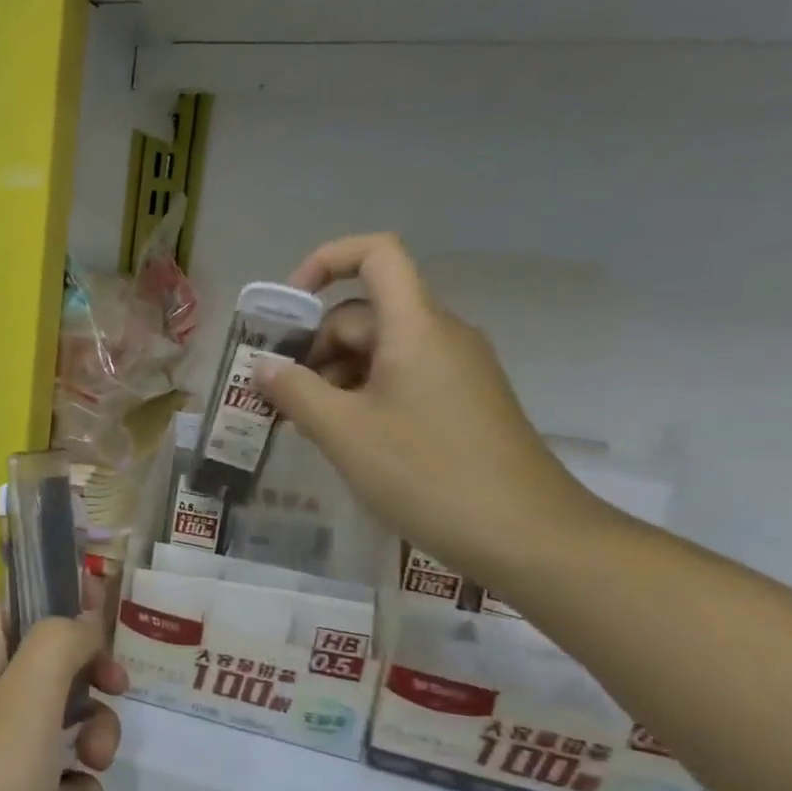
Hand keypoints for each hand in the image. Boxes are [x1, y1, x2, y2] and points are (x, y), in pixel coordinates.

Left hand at [0, 610, 125, 790]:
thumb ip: (57, 645)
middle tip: (118, 683)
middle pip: (44, 666)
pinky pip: (56, 786)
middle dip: (87, 674)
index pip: (10, 608)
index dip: (53, 596)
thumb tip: (81, 619)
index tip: (102, 603)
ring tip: (96, 759)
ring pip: (57, 727)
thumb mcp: (25, 700)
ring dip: (90, 736)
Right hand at [253, 233, 602, 587]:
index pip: (376, 254)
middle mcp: (440, 335)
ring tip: (307, 427)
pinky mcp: (461, 402)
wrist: (527, 536)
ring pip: (379, 351)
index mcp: (416, 326)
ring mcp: (455, 370)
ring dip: (334, 377)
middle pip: (365, 313)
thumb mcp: (343, 433)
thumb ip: (295, 392)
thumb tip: (264, 368)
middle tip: (281, 398)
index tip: (286, 310)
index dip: (325, 262)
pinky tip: (345, 440)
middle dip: (315, 347)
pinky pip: (400, 379)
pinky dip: (362, 396)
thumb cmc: (427, 474)